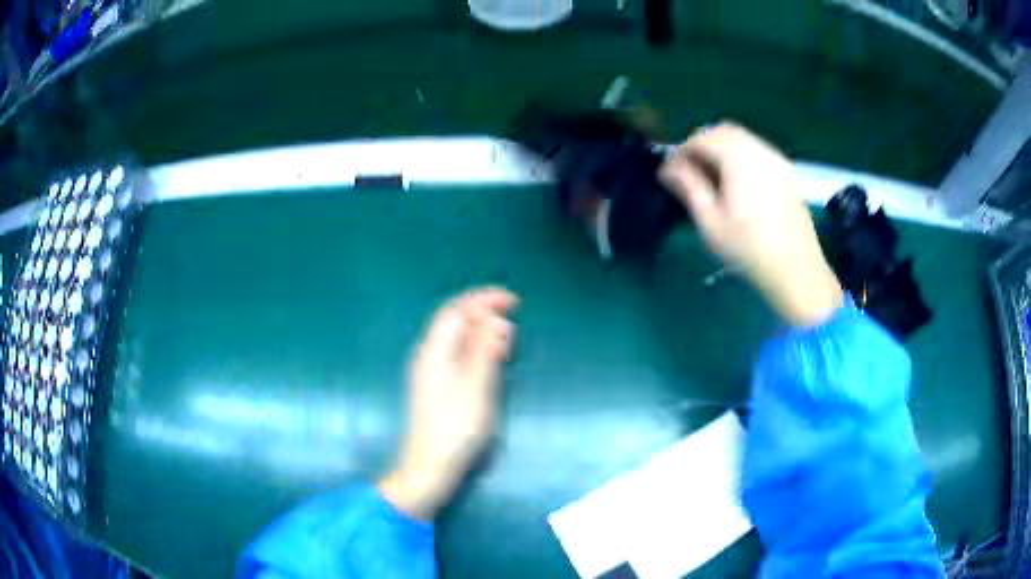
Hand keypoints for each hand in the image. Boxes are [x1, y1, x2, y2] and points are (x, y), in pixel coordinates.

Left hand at [378, 287, 518, 520]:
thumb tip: (497, 320)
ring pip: (458, 338)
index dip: (483, 299)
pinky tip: (492, 358)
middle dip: (484, 312)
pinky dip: (478, 348)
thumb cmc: (455, 428)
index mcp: (435, 352)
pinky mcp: (440, 387)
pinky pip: (460, 354)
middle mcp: (430, 356)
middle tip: (513, 315)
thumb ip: (486, 351)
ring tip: (507, 336)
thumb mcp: (477, 387)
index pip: (457, 311)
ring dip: (482, 330)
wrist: (431, 465)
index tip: (513, 300)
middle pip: (456, 321)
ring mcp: (433, 372)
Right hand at [659, 123, 842, 326]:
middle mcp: (760, 150)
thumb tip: (668, 167)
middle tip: (690, 173)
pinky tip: (737, 184)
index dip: (682, 151)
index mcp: (739, 159)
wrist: (796, 271)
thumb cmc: (749, 249)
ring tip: (712, 179)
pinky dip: (740, 156)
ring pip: (742, 139)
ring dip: (722, 149)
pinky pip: (757, 151)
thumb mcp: (711, 222)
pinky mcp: (786, 173)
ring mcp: (777, 160)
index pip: (702, 138)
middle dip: (702, 145)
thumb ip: (689, 187)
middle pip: (723, 131)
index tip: (672, 174)